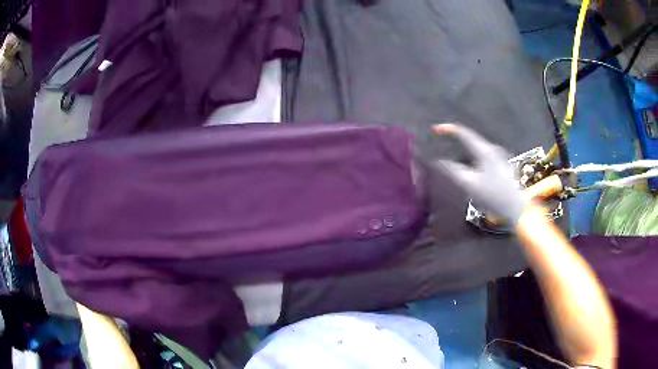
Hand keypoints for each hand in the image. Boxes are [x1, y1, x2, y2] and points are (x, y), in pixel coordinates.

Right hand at [432, 123, 526, 224]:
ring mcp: (500, 156)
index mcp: (484, 151)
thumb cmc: (492, 196)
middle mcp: (493, 149)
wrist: (515, 209)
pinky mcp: (503, 165)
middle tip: (444, 145)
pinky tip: (473, 169)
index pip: (463, 133)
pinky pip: (484, 156)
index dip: (448, 130)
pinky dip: (474, 158)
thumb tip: (439, 161)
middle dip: (457, 141)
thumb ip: (452, 170)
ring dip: (466, 151)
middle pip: (471, 140)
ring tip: (456, 159)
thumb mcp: (469, 184)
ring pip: (478, 148)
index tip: (435, 130)